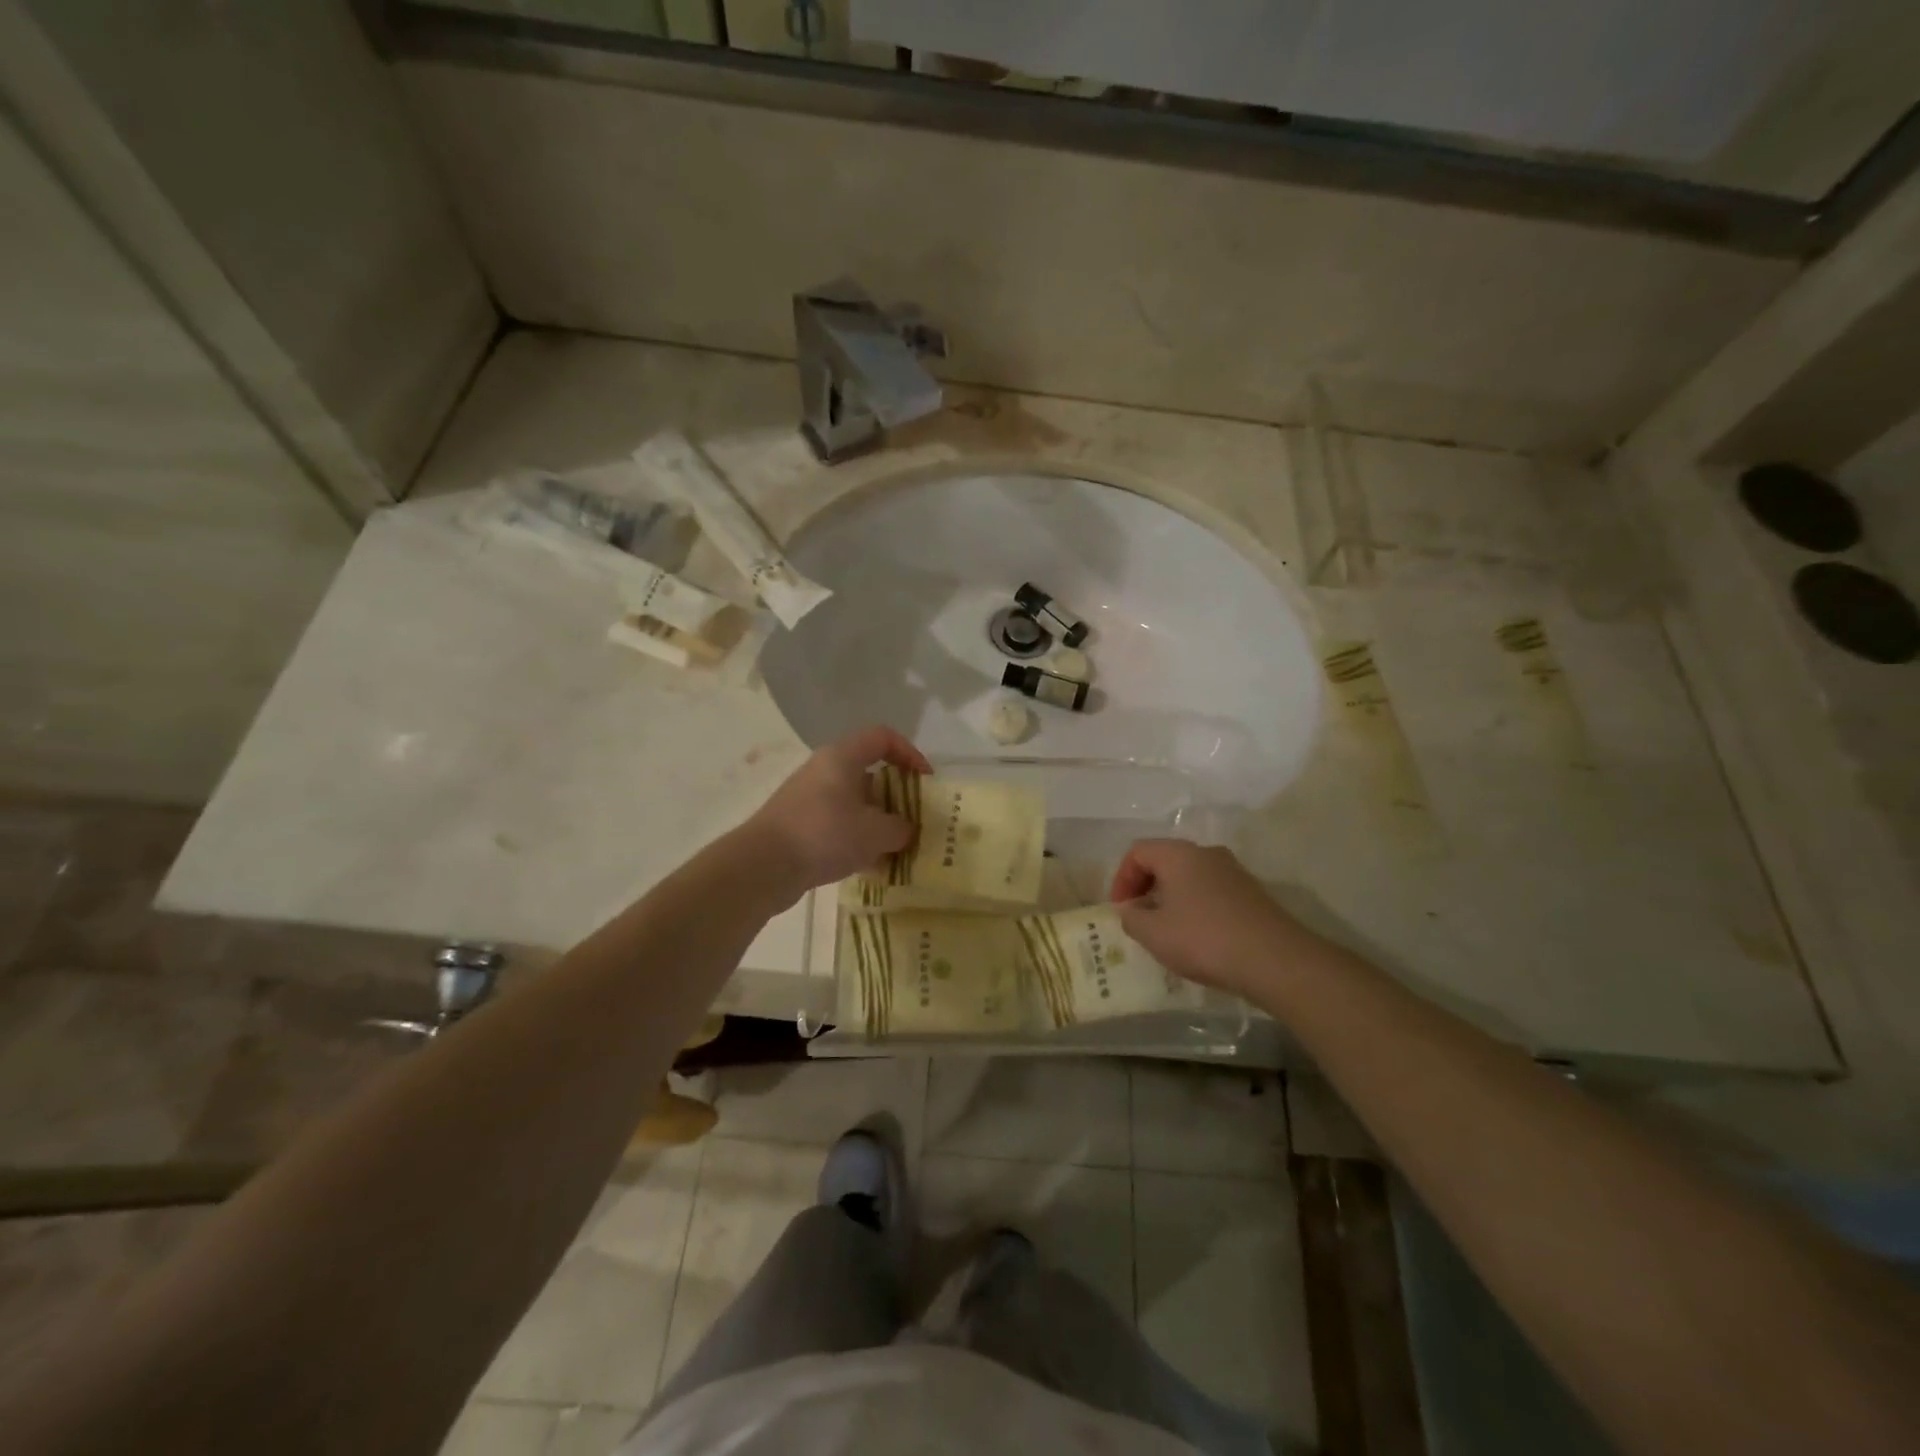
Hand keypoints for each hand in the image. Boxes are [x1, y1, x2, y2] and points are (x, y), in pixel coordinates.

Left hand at [745, 726, 931, 898]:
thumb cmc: (825, 834)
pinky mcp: (800, 826)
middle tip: (915, 821)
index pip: (883, 737)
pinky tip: (873, 869)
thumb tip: (905, 830)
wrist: (762, 866)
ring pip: (855, 803)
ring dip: (879, 823)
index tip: (926, 781)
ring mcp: (810, 799)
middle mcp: (825, 771)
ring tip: (898, 850)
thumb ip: (901, 828)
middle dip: (897, 797)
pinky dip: (858, 841)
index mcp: (843, 757)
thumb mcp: (876, 832)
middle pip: (870, 773)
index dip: (910, 754)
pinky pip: (839, 826)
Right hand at [1110, 839, 1318, 1001]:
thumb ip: (1131, 917)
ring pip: (1190, 877)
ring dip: (1171, 899)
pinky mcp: (1252, 893)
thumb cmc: (1204, 939)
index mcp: (1178, 854)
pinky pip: (1211, 892)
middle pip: (1165, 861)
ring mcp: (1233, 872)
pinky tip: (1198, 938)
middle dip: (1146, 888)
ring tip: (1166, 930)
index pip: (1138, 851)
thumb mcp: (1153, 933)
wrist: (1276, 960)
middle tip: (1138, 917)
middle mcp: (1206, 853)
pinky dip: (1195, 907)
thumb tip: (1131, 910)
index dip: (1121, 879)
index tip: (1120, 910)